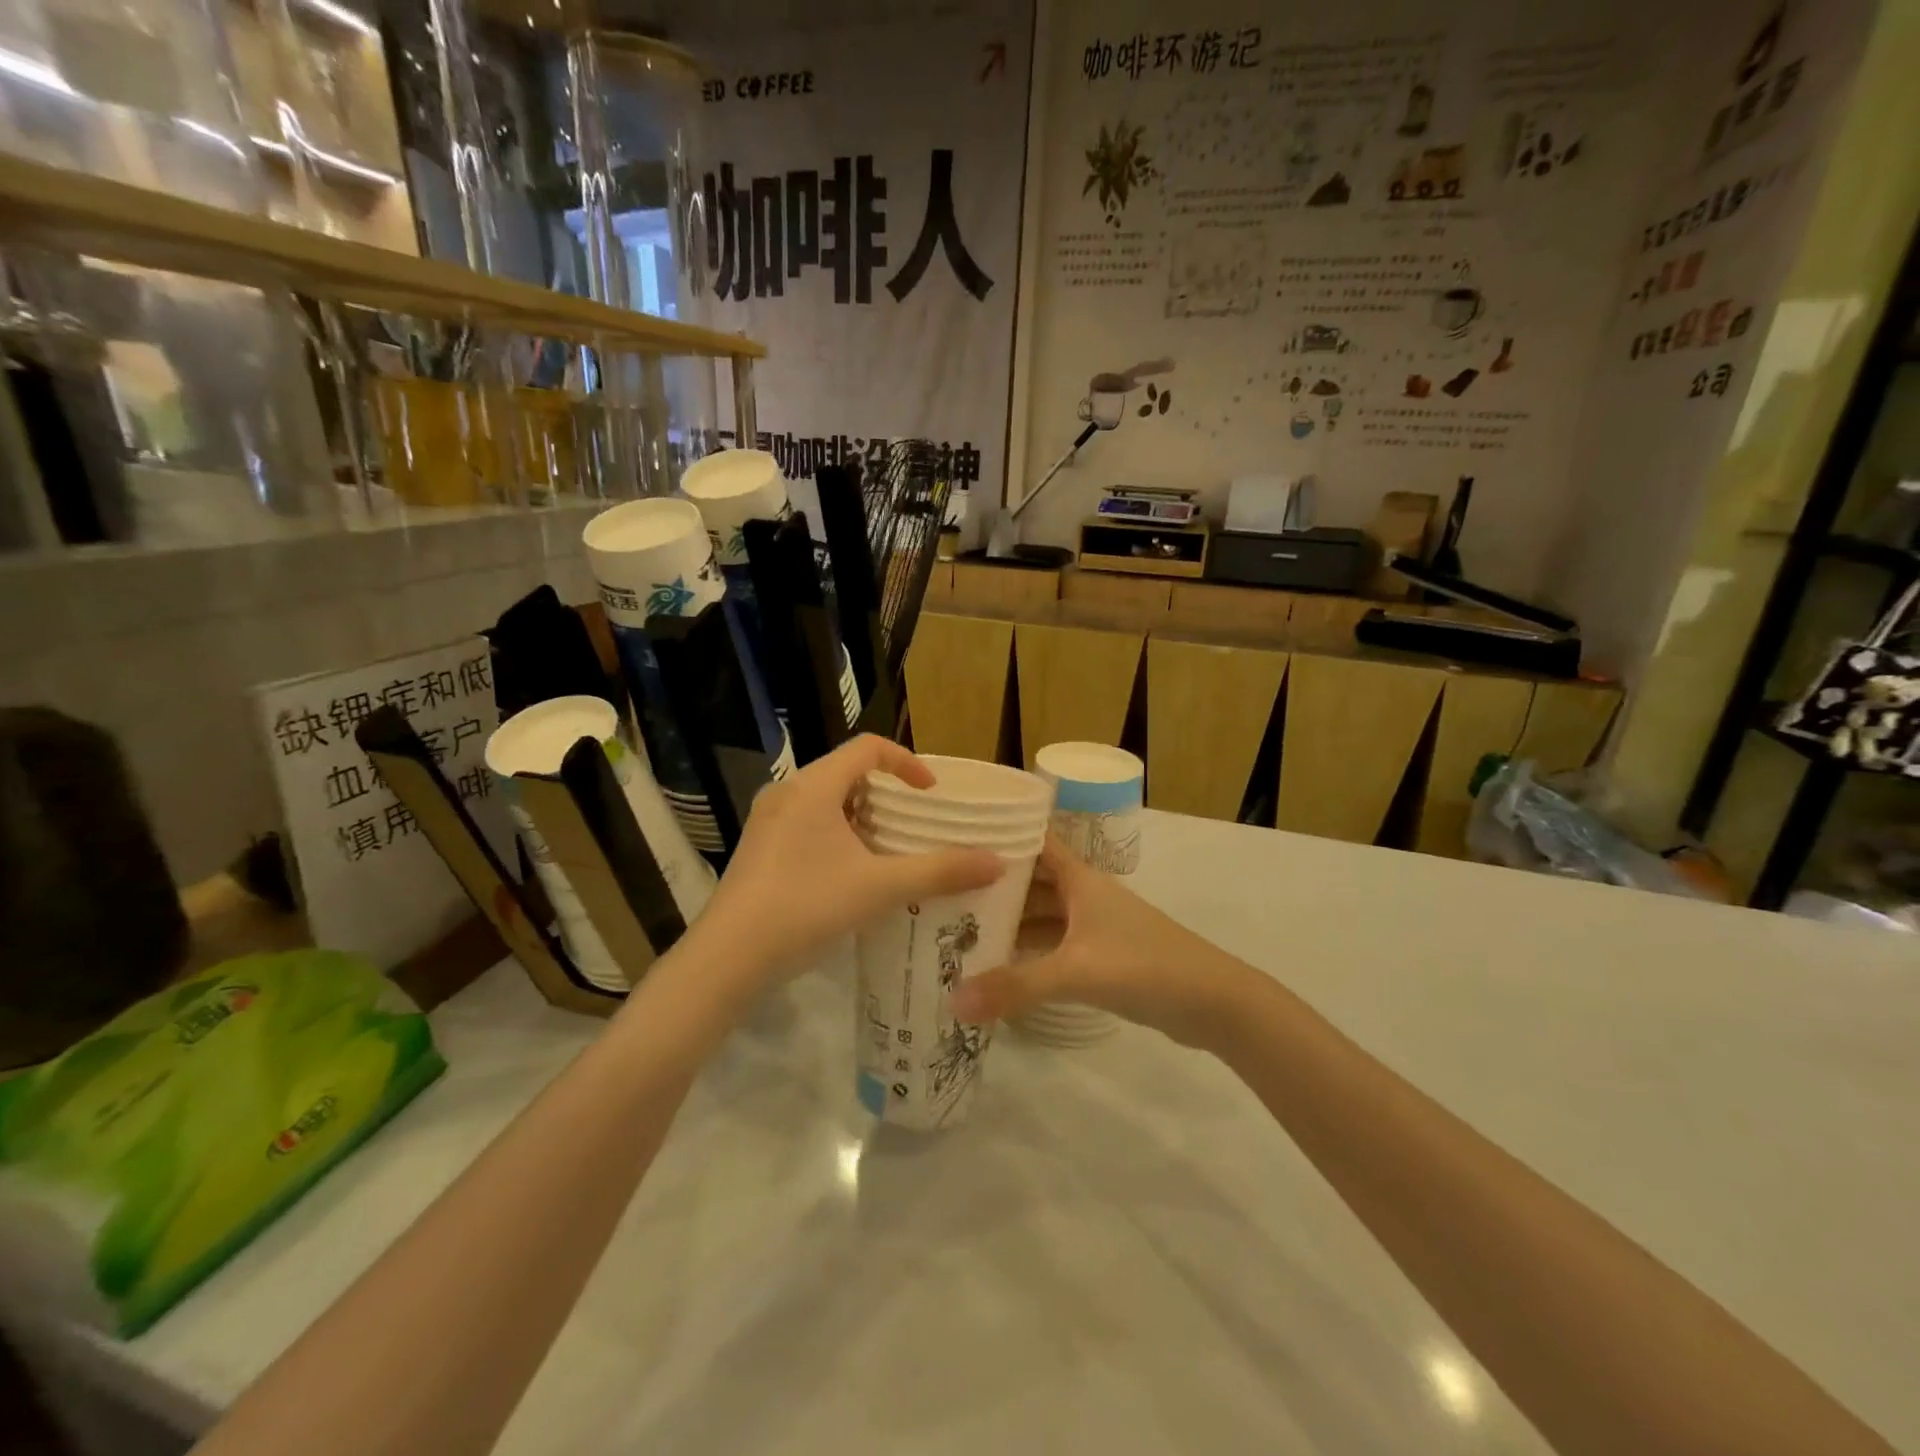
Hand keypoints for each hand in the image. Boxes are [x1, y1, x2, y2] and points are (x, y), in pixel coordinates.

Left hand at [697, 736, 1003, 980]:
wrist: (727, 957)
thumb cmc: (805, 906)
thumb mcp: (880, 887)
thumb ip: (940, 871)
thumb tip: (997, 863)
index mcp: (814, 786)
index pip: (868, 748)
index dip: (907, 763)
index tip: (930, 795)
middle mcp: (787, 793)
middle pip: (847, 774)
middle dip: (886, 796)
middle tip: (914, 826)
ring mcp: (768, 822)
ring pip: (826, 802)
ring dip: (862, 819)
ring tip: (889, 853)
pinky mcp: (758, 849)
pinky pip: (807, 825)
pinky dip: (837, 837)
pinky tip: (851, 877)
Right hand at [949, 837, 1252, 1047]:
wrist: (1213, 1001)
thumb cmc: (1144, 966)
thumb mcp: (1076, 972)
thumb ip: (1016, 987)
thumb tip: (953, 1002)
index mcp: (1079, 878)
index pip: (1033, 841)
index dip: (999, 834)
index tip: (955, 837)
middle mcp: (1083, 894)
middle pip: (1030, 881)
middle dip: (991, 886)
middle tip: (941, 894)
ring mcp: (1093, 926)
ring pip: (1041, 916)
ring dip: (1008, 922)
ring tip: (958, 931)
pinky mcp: (1101, 956)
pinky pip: (1052, 945)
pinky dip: (1028, 952)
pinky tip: (998, 968)